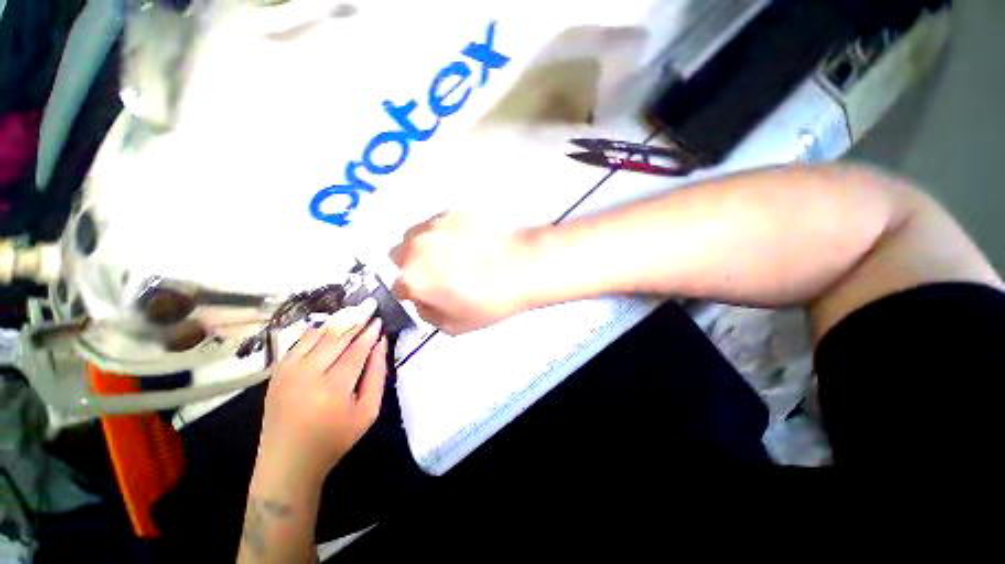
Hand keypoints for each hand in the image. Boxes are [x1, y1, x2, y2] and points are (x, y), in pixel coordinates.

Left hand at [258, 299, 387, 481]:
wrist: (288, 462)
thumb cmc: (335, 438)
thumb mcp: (368, 411)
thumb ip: (377, 375)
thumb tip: (381, 344)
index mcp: (333, 388)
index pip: (356, 350)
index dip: (369, 333)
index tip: (379, 320)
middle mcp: (307, 374)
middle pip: (335, 339)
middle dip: (354, 322)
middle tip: (368, 310)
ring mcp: (288, 372)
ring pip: (315, 337)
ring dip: (335, 324)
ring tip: (351, 315)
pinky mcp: (276, 373)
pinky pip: (297, 343)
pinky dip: (314, 332)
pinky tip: (326, 328)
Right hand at [390, 213, 534, 333]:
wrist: (522, 267)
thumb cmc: (490, 301)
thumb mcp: (454, 326)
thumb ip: (427, 314)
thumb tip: (422, 300)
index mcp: (413, 279)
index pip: (399, 288)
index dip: (415, 292)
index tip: (428, 292)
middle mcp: (415, 248)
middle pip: (399, 256)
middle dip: (414, 265)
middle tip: (438, 272)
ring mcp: (433, 226)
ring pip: (415, 236)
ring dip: (426, 246)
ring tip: (453, 254)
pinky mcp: (452, 211)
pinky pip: (437, 223)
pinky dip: (445, 233)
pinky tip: (466, 242)